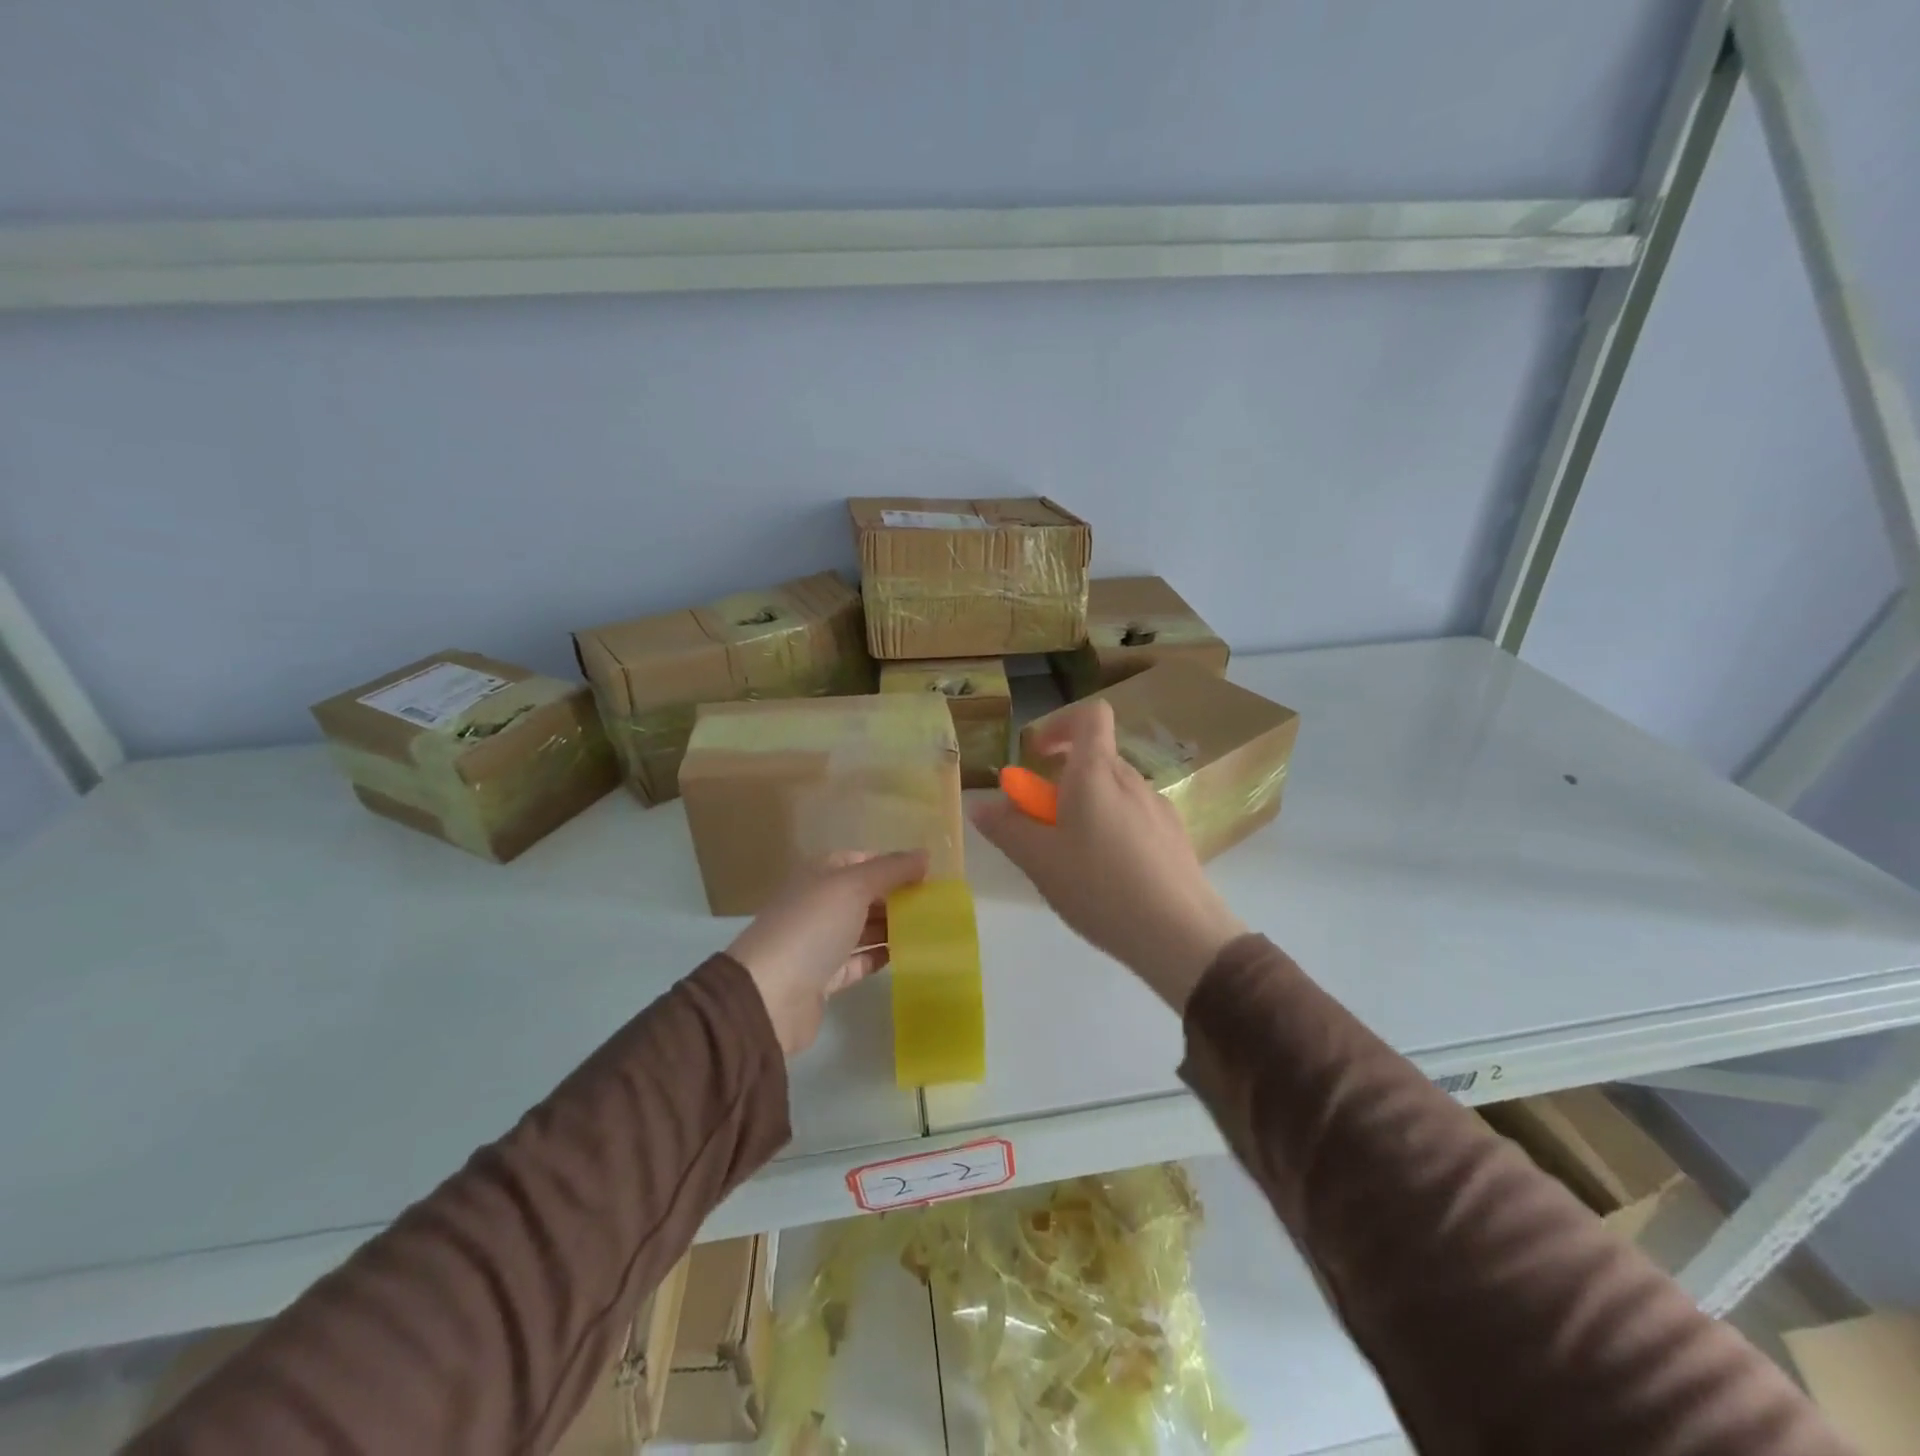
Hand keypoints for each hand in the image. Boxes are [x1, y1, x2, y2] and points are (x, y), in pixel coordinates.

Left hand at [727, 850, 929, 1055]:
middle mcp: (820, 903)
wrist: (769, 996)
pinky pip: (861, 960)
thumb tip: (925, 855)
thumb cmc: (812, 928)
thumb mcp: (854, 886)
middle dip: (899, 897)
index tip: (930, 875)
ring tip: (934, 929)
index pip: (864, 860)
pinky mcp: (827, 977)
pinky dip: (884, 956)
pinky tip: (912, 955)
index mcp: (821, 874)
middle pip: (866, 894)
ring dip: (895, 927)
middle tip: (939, 905)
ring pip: (866, 928)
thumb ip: (892, 869)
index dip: (895, 865)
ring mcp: (822, 941)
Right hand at [971, 699, 1244, 1011]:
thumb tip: (981, 805)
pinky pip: (1135, 817)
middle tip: (1042, 823)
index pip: (1089, 716)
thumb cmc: (1100, 887)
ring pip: (1114, 792)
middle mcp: (1132, 780)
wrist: (1180, 935)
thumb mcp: (1039, 861)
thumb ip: (1007, 828)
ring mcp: (1159, 808)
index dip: (1060, 724)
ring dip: (1087, 808)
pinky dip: (1112, 829)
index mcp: (1097, 773)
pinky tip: (1108, 877)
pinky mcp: (1176, 837)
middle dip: (1063, 780)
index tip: (1037, 755)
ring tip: (1073, 859)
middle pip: (1096, 759)